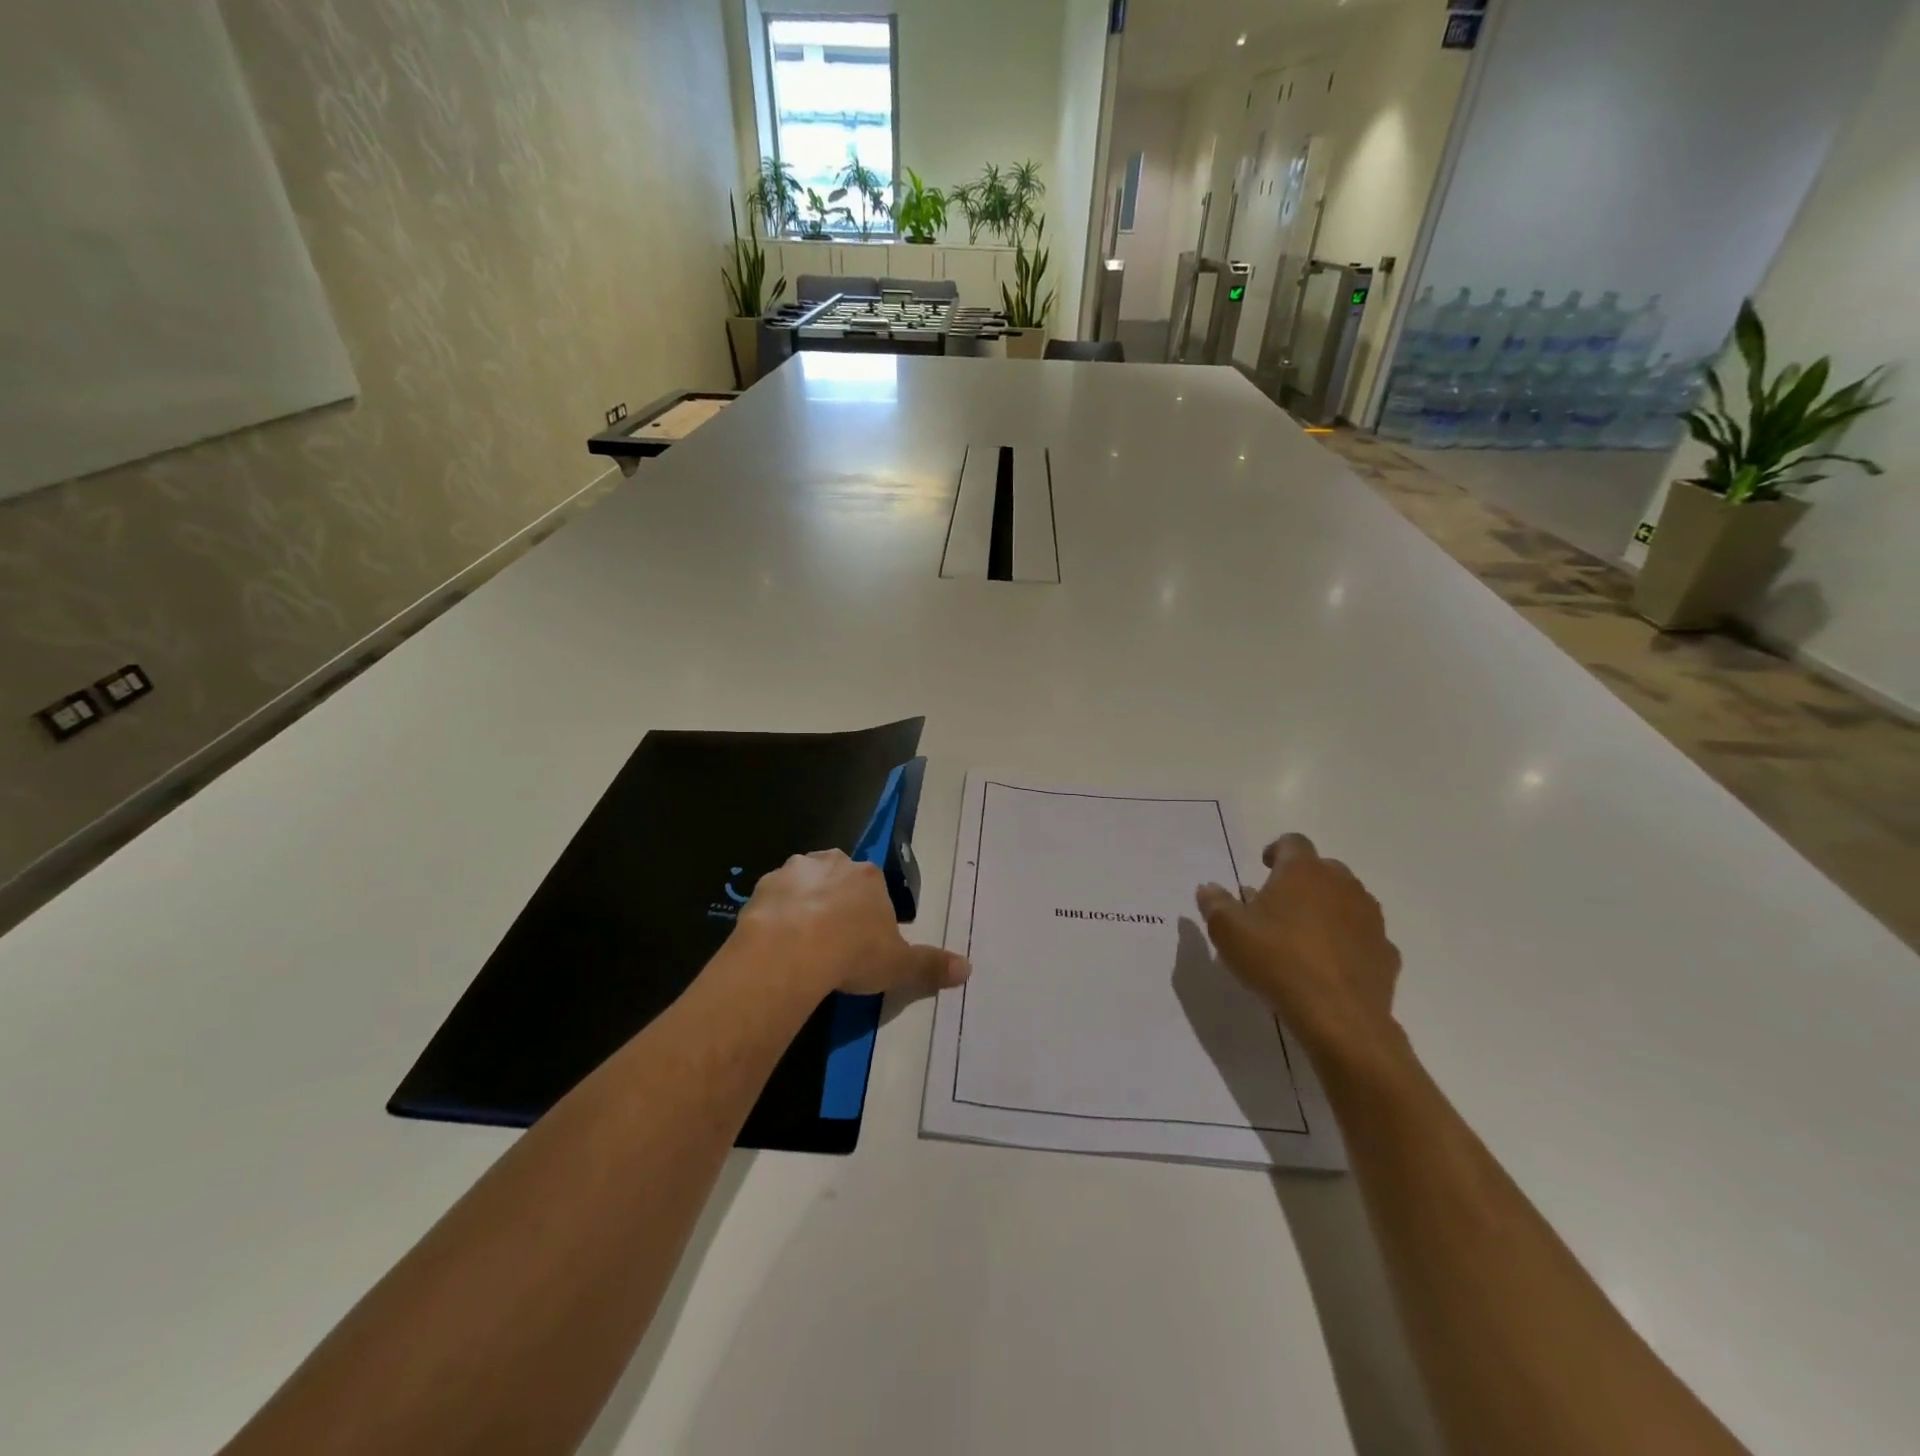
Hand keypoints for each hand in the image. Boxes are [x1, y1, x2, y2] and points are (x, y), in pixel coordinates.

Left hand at [738, 850, 970, 998]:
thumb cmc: (853, 953)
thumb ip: (931, 965)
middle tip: (832, 942)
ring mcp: (795, 871)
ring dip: (804, 905)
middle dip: (837, 902)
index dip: (870, 916)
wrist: (792, 950)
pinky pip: (773, 899)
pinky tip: (776, 943)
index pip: (875, 889)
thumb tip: (968, 968)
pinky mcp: (763, 886)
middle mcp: (834, 863)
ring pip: (804, 884)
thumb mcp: (899, 965)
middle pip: (839, 879)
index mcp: (870, 877)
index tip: (864, 944)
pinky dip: (776, 916)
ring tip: (801, 944)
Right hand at [1196, 834, 1401, 1064]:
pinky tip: (1330, 965)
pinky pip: (1363, 936)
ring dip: (1327, 908)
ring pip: (1347, 900)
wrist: (1339, 1016)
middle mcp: (1341, 885)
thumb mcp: (1227, 931)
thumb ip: (1214, 903)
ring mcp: (1370, 918)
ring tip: (1304, 935)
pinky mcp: (1386, 951)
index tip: (1264, 867)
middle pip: (1323, 868)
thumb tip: (1208, 888)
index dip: (1276, 850)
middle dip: (1302, 880)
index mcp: (1302, 871)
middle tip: (1279, 905)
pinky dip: (1348, 941)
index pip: (1292, 842)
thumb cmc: (1276, 961)